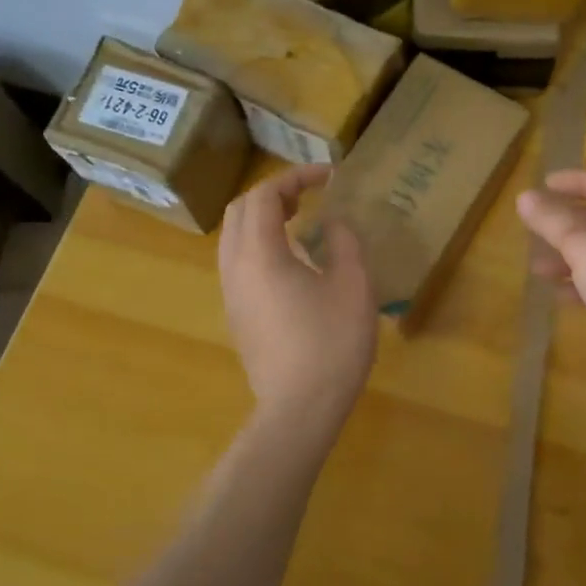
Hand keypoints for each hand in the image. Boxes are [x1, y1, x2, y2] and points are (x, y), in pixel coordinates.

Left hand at [218, 166, 377, 432]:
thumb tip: (333, 222)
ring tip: (300, 220)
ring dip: (263, 218)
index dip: (296, 176)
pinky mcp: (236, 315)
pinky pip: (238, 261)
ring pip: (233, 237)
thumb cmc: (332, 343)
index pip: (264, 195)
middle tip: (310, 194)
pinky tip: (293, 260)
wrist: (299, 410)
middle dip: (273, 193)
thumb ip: (344, 242)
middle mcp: (235, 268)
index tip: (330, 176)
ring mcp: (231, 293)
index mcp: (260, 254)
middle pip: (240, 210)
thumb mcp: (353, 285)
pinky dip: (259, 243)